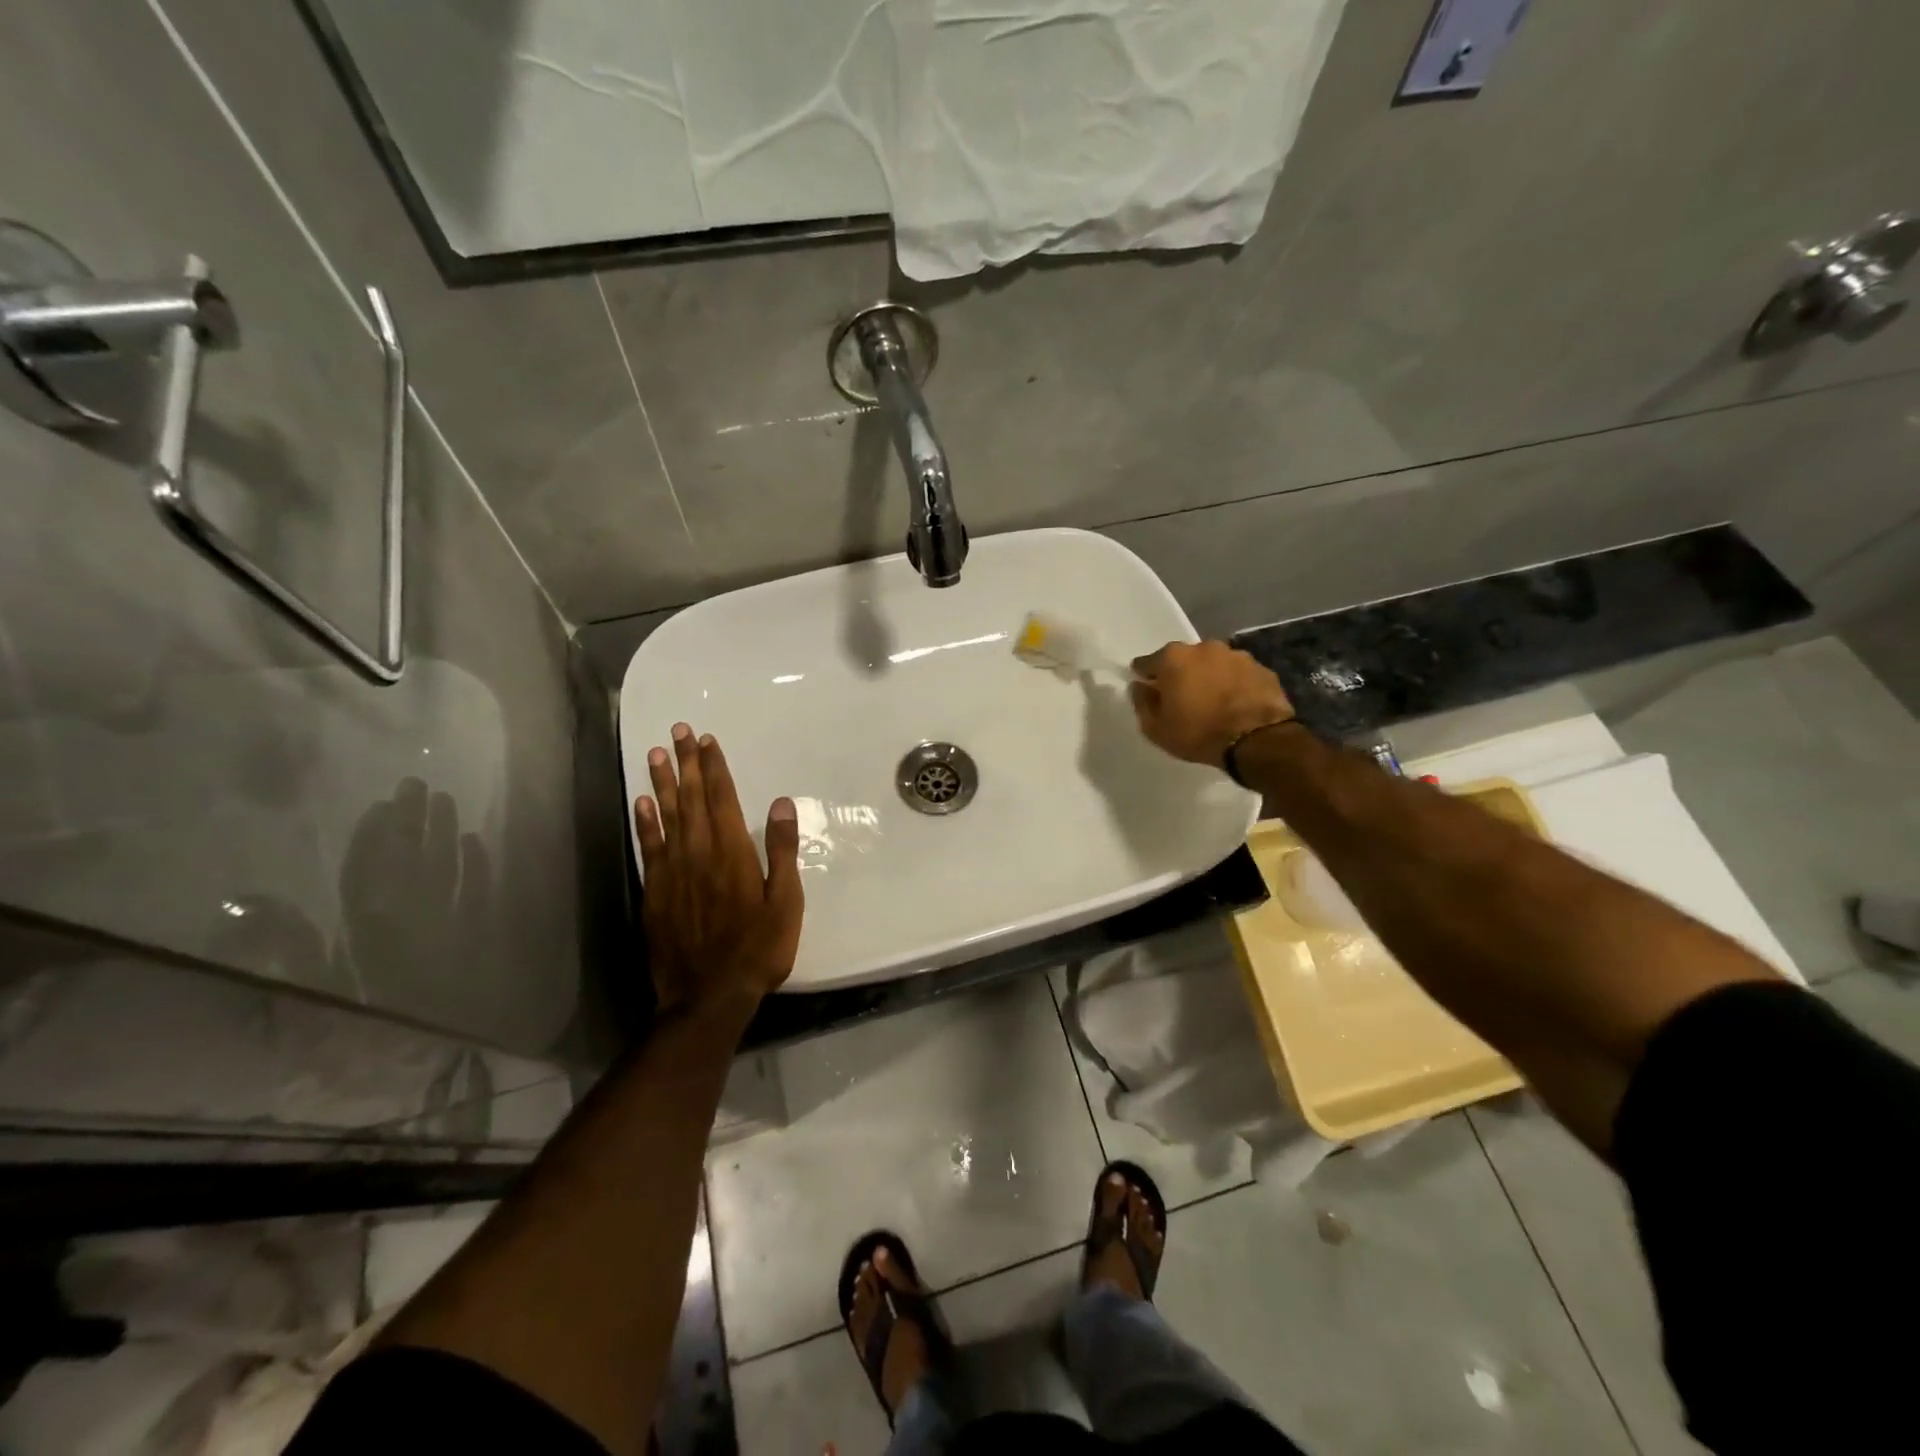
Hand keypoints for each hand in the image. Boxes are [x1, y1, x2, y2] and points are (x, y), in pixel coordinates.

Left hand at [634, 724, 803, 1015]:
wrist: (708, 996)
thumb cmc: (758, 949)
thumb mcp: (785, 902)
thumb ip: (781, 851)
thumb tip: (780, 804)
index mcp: (733, 853)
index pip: (723, 799)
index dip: (715, 767)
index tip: (707, 740)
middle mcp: (699, 853)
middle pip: (692, 799)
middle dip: (687, 763)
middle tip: (678, 731)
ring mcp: (673, 872)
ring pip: (667, 816)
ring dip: (662, 783)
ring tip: (655, 754)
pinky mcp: (655, 892)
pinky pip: (648, 847)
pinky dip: (645, 822)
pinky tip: (642, 803)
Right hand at [1128, 640, 1294, 768]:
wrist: (1258, 740)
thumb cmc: (1198, 733)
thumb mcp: (1156, 728)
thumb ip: (1142, 703)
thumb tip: (1138, 687)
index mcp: (1173, 658)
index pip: (1147, 663)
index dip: (1145, 677)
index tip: (1147, 691)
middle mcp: (1204, 648)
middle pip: (1183, 660)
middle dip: (1180, 675)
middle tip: (1182, 699)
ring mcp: (1236, 655)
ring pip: (1213, 664)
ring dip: (1209, 678)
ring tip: (1212, 702)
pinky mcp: (1261, 668)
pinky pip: (1238, 675)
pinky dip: (1233, 684)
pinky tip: (1235, 704)